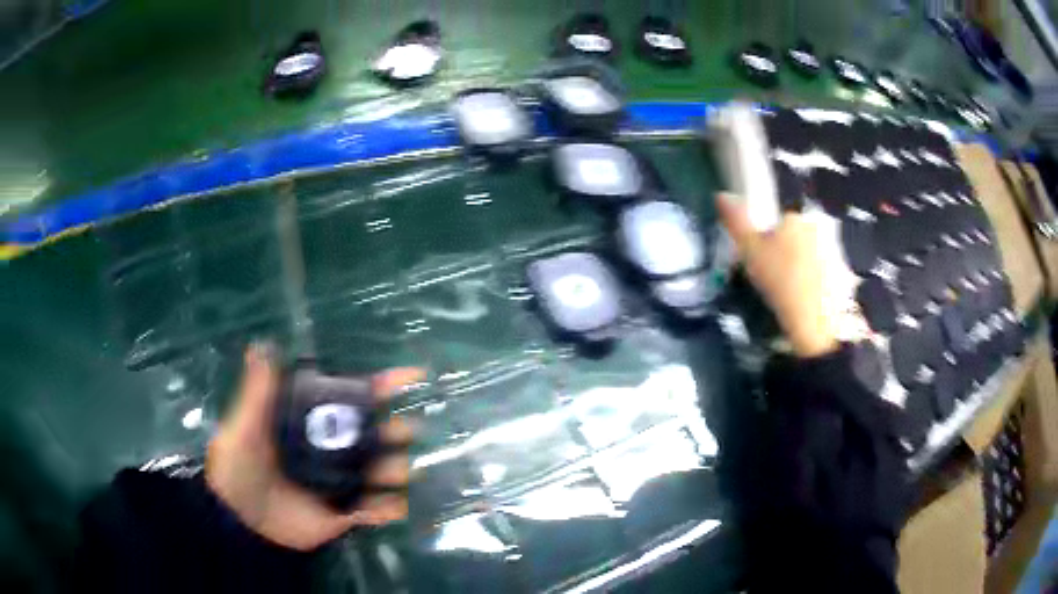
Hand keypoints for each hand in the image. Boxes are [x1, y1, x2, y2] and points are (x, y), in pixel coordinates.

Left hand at [206, 344, 423, 550]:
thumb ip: (257, 392)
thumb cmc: (239, 468)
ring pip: (386, 471)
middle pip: (379, 434)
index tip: (414, 376)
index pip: (353, 398)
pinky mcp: (346, 513)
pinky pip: (378, 510)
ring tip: (391, 474)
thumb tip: (260, 345)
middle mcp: (334, 449)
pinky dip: (390, 509)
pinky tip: (390, 508)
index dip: (384, 385)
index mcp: (314, 423)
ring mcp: (344, 482)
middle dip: (399, 430)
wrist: (241, 521)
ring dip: (398, 470)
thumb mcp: (244, 428)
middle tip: (403, 432)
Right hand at [716, 193, 838, 357]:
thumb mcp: (750, 251)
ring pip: (812, 257)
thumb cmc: (781, 281)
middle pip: (797, 238)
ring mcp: (835, 252)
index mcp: (795, 218)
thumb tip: (721, 194)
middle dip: (788, 253)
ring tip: (791, 296)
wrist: (817, 322)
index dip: (767, 242)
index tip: (761, 263)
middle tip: (775, 280)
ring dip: (803, 270)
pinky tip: (807, 304)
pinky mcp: (845, 277)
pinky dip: (818, 286)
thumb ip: (736, 222)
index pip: (779, 222)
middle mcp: (819, 228)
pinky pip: (826, 276)